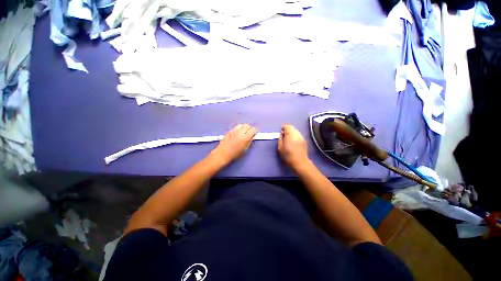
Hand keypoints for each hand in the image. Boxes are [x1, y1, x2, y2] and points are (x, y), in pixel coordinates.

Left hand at [212, 124, 256, 164]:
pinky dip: (238, 129)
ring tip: (242, 132)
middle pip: (247, 125)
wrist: (223, 153)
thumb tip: (252, 136)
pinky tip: (236, 133)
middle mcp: (240, 132)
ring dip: (243, 128)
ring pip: (241, 125)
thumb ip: (249, 141)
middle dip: (248, 128)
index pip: (253, 129)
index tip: (253, 134)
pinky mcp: (229, 131)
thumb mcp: (245, 149)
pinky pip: (235, 127)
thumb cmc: (235, 154)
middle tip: (248, 133)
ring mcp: (234, 131)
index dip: (254, 131)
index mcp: (245, 138)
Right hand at [278, 124, 309, 169]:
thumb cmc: (288, 156)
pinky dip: (295, 136)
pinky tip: (293, 142)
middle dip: (287, 130)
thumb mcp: (280, 148)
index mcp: (290, 135)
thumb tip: (281, 134)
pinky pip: (298, 135)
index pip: (287, 126)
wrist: (300, 162)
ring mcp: (301, 137)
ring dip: (291, 133)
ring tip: (288, 139)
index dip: (283, 127)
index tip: (281, 132)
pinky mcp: (304, 140)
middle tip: (284, 135)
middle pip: (292, 128)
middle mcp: (297, 134)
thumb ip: (280, 139)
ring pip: (296, 131)